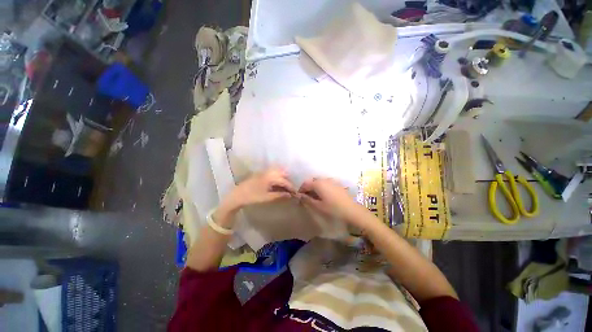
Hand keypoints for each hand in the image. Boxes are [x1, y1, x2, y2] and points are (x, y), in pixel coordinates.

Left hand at [219, 168, 295, 217]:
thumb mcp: (267, 197)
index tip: (295, 192)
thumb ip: (279, 195)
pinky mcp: (261, 173)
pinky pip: (272, 172)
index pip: (284, 181)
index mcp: (270, 177)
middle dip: (288, 180)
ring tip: (284, 185)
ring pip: (277, 171)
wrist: (237, 195)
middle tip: (290, 188)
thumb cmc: (252, 196)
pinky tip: (277, 182)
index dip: (290, 187)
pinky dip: (277, 176)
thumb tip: (289, 195)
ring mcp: (264, 172)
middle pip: (282, 173)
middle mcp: (268, 172)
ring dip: (283, 177)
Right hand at [298, 178, 370, 227]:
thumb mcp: (318, 206)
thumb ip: (308, 200)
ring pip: (319, 181)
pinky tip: (324, 194)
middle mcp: (324, 179)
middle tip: (306, 196)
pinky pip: (326, 182)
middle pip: (312, 181)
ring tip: (315, 196)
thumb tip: (300, 196)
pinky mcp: (337, 184)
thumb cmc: (333, 209)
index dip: (301, 189)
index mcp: (318, 184)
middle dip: (308, 187)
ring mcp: (332, 180)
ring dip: (315, 186)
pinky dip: (322, 186)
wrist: (351, 210)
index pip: (305, 184)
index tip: (299, 196)